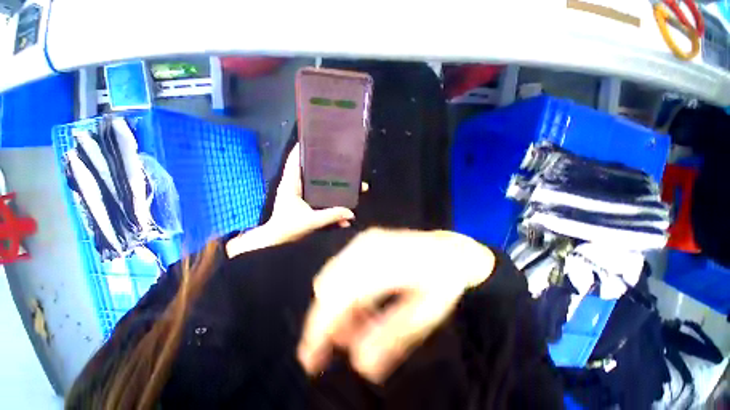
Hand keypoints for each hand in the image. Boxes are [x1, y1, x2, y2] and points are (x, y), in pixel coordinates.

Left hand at [226, 144, 354, 257]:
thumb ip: (332, 216)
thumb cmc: (289, 228)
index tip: (314, 140)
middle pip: (309, 170)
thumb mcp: (311, 221)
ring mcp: (300, 194)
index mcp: (291, 184)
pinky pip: (318, 196)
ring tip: (347, 183)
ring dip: (330, 184)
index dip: (302, 149)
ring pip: (316, 183)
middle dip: (325, 166)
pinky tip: (341, 206)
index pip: (294, 160)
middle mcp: (295, 186)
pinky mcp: (304, 203)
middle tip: (340, 162)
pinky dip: (328, 199)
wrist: (277, 242)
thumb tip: (351, 214)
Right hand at [297, 228, 494, 383]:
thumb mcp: (426, 313)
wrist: (447, 249)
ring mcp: (364, 240)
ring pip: (331, 278)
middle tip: (341, 342)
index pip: (339, 296)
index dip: (320, 329)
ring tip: (358, 322)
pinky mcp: (364, 241)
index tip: (311, 358)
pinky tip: (361, 302)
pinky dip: (342, 291)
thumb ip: (393, 338)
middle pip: (328, 286)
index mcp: (385, 263)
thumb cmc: (442, 280)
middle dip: (325, 318)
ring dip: (335, 305)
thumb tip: (360, 364)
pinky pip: (340, 269)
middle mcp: (368, 246)